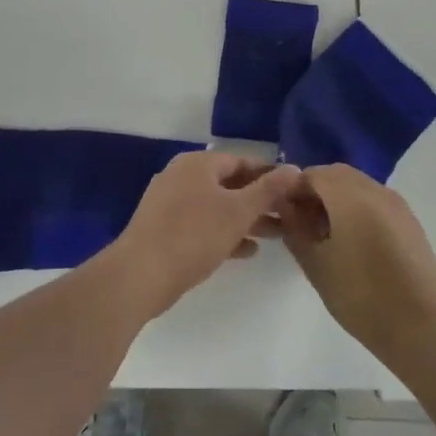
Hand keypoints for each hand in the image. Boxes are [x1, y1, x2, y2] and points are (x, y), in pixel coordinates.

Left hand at [108, 152, 303, 319]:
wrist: (140, 273)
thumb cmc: (193, 235)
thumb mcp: (238, 211)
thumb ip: (268, 190)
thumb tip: (296, 168)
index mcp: (197, 164)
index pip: (242, 161)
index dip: (269, 174)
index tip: (293, 192)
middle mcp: (181, 176)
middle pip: (229, 184)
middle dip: (259, 201)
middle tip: (289, 217)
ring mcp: (169, 203)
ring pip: (217, 206)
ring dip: (245, 220)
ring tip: (276, 236)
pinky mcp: (164, 229)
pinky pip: (202, 225)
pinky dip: (225, 233)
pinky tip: (247, 251)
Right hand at [278, 164, 435, 363]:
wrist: (420, 329)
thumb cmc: (360, 296)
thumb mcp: (316, 265)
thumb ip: (295, 229)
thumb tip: (286, 208)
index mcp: (349, 195)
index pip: (312, 174)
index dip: (293, 190)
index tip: (283, 214)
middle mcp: (376, 190)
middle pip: (337, 174)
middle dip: (316, 191)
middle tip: (302, 222)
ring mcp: (398, 205)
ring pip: (359, 186)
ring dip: (338, 198)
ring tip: (326, 234)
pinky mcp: (411, 222)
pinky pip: (377, 201)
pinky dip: (359, 208)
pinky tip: (354, 242)